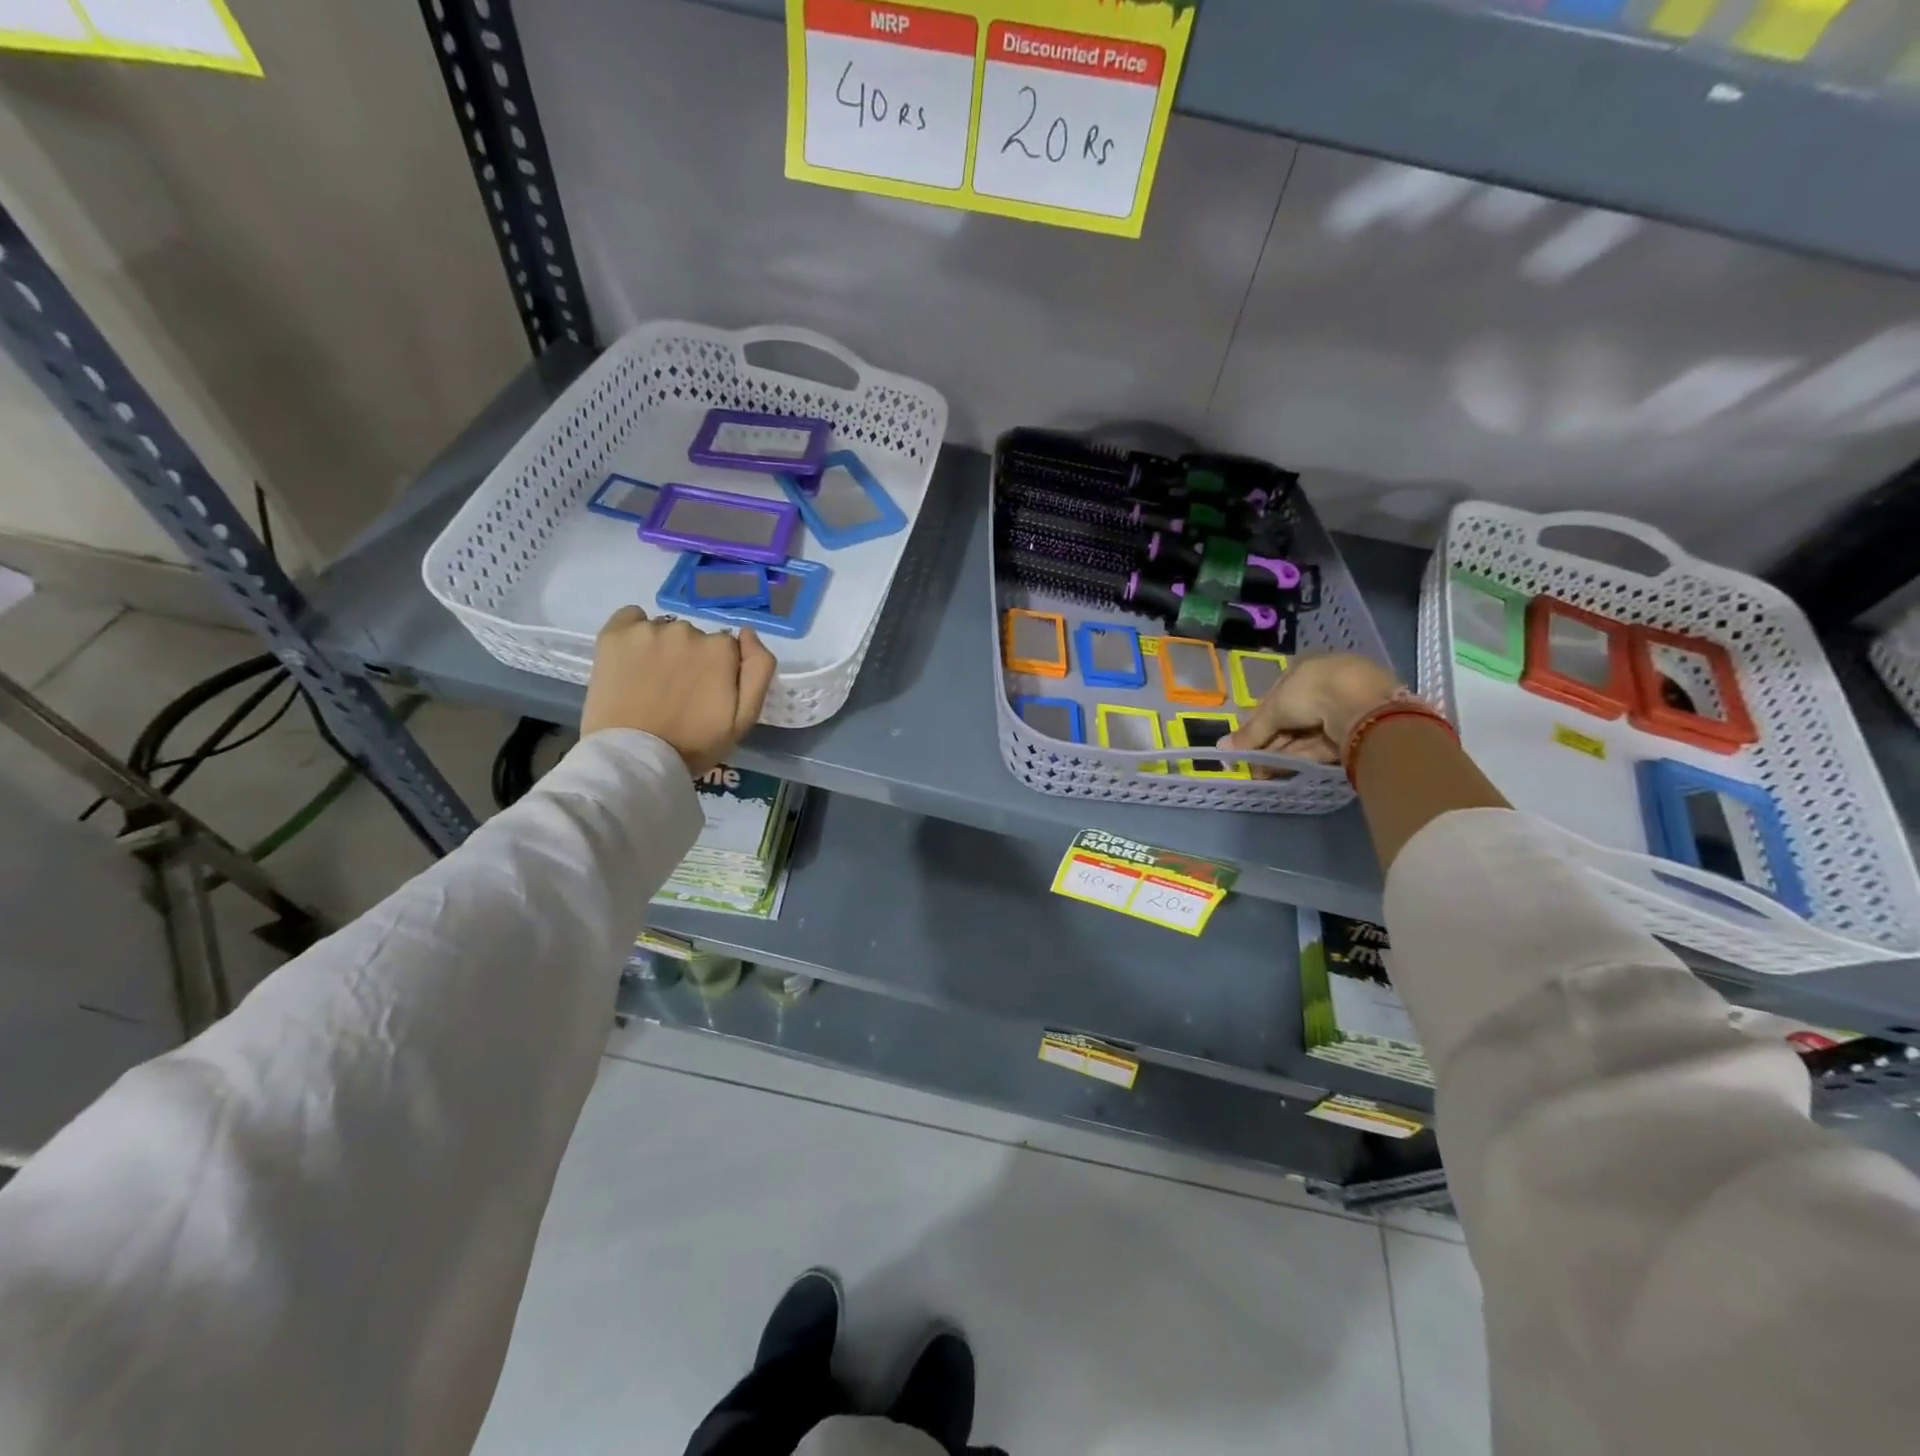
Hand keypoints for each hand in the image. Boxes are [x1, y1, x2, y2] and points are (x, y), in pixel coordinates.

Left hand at [582, 607, 776, 775]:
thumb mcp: (744, 717)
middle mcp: (687, 630)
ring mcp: (648, 630)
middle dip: (689, 660)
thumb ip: (759, 670)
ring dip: (662, 650)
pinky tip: (631, 661)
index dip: (717, 672)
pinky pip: (631, 618)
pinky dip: (633, 634)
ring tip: (650, 684)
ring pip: (664, 631)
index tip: (705, 696)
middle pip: (694, 638)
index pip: (726, 649)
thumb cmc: (694, 744)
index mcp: (721, 649)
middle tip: (676, 694)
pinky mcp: (614, 633)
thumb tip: (748, 633)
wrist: (635, 759)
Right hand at [1221, 653, 1401, 774]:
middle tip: (1251, 763)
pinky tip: (1280, 770)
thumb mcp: (1273, 710)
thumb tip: (1222, 749)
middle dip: (1269, 742)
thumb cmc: (1311, 691)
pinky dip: (1300, 757)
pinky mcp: (1353, 732)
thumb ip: (1251, 732)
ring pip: (1303, 735)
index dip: (1258, 722)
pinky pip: (1320, 745)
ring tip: (1260, 772)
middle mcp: (1323, 687)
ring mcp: (1341, 710)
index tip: (1245, 742)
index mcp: (1304, 670)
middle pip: (1289, 719)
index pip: (1275, 698)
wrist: (1361, 703)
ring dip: (1281, 753)